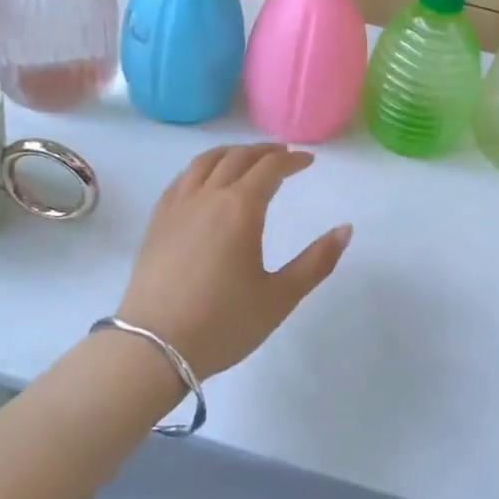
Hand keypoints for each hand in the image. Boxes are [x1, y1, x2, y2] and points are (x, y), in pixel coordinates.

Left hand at [116, 143, 351, 378]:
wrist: (153, 347)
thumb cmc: (223, 323)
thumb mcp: (280, 298)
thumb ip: (316, 262)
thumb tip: (346, 229)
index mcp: (240, 208)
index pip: (270, 168)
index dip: (292, 160)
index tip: (308, 161)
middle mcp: (208, 195)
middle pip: (238, 157)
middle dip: (264, 151)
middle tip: (283, 154)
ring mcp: (178, 205)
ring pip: (206, 161)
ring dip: (232, 153)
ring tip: (246, 158)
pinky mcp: (157, 220)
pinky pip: (182, 178)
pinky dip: (202, 167)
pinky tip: (205, 180)